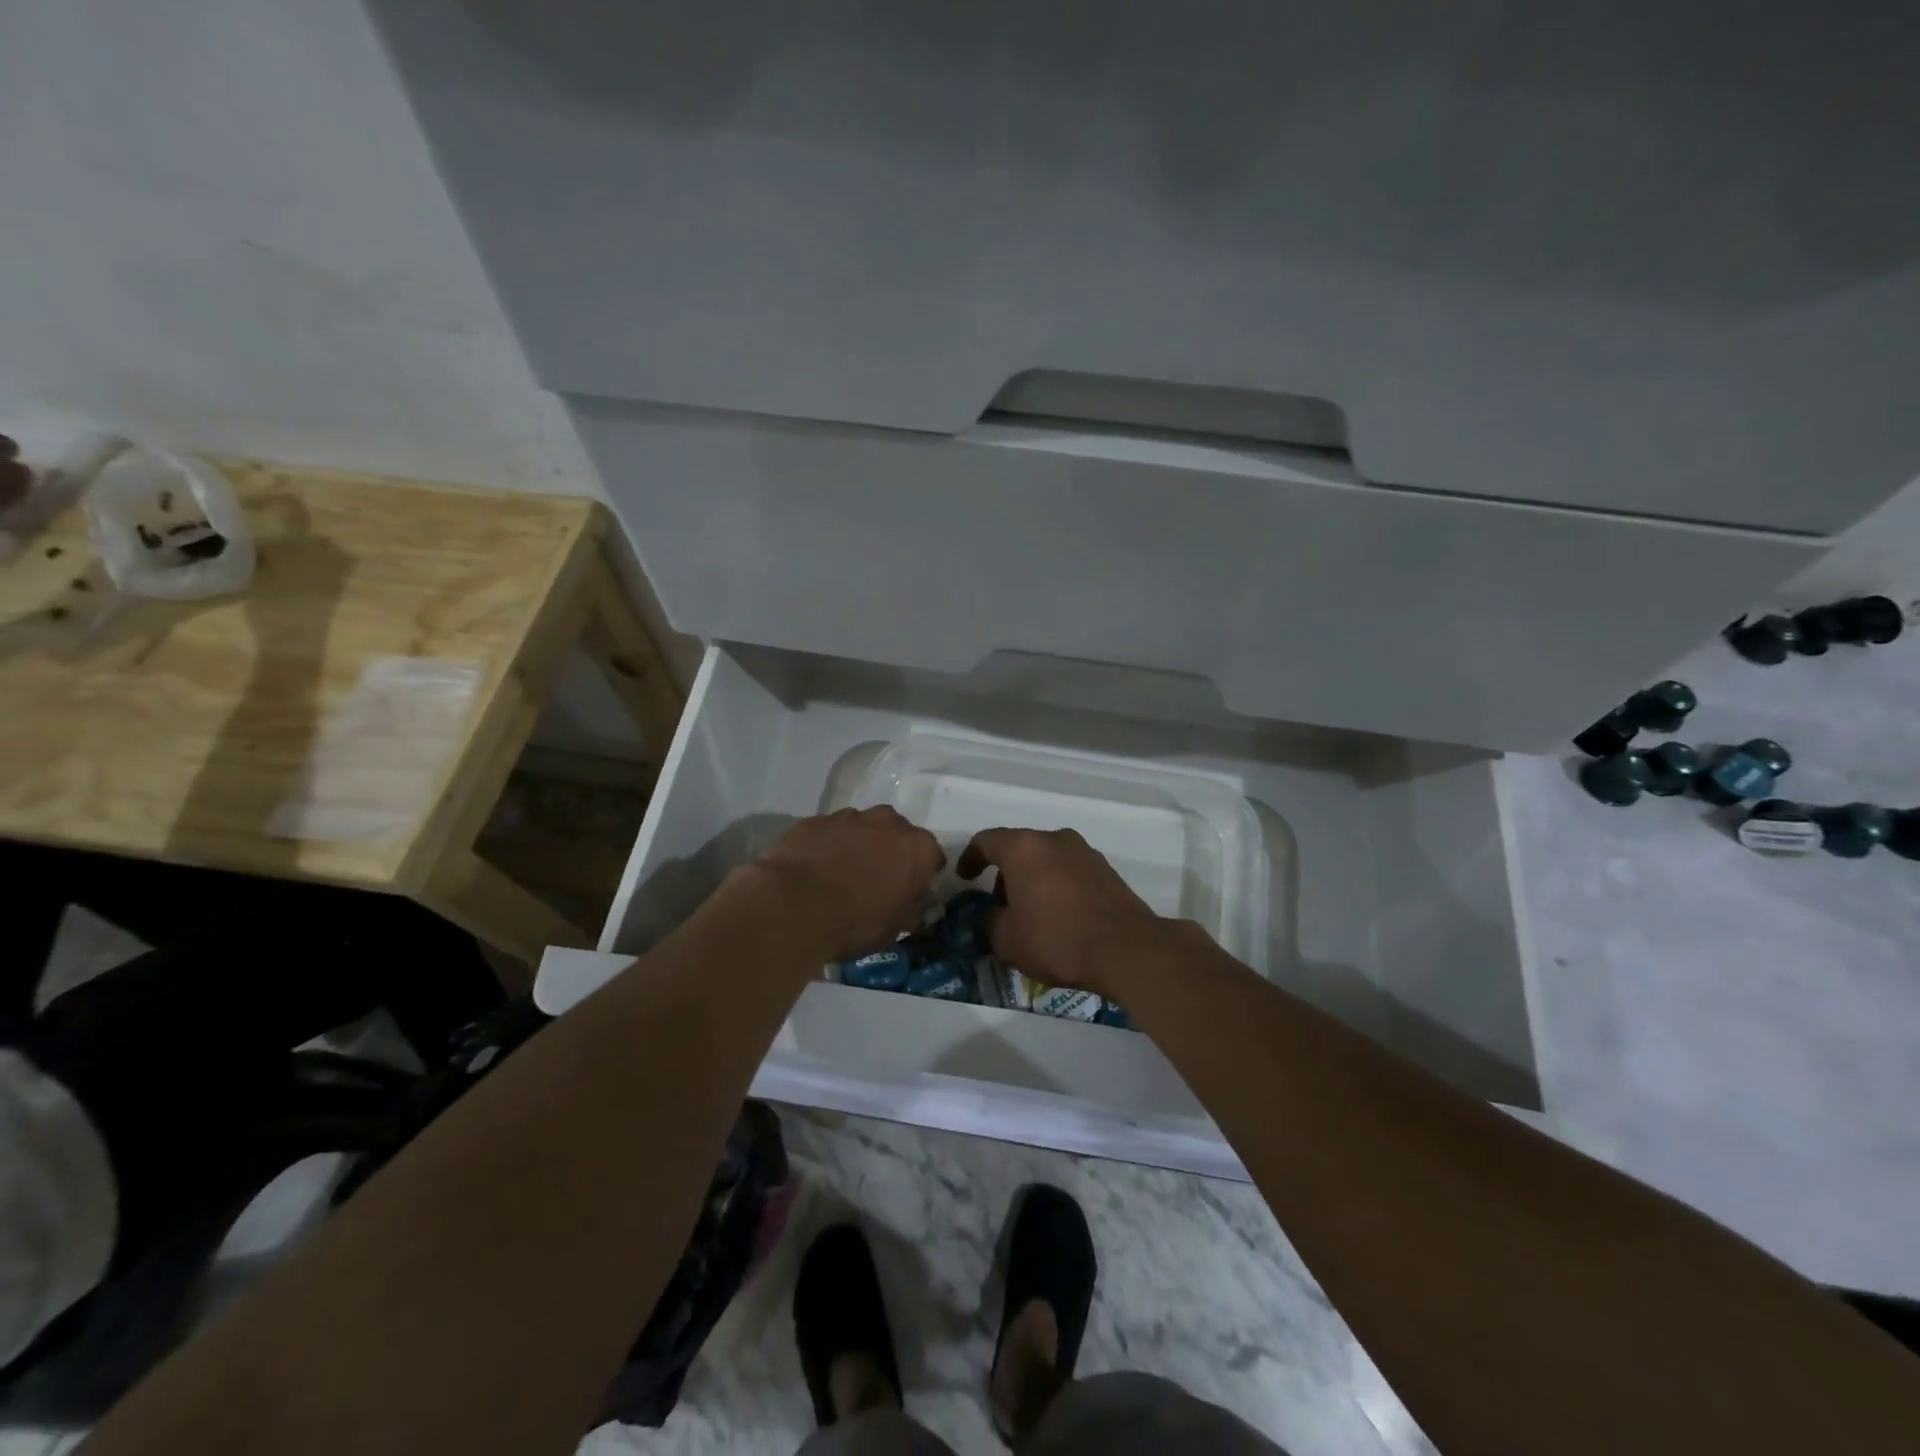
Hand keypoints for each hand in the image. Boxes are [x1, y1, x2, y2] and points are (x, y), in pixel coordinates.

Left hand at [747, 807, 944, 962]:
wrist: (793, 906)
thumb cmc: (855, 922)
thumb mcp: (893, 930)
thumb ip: (908, 911)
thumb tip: (912, 908)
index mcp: (917, 848)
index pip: (932, 857)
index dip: (922, 875)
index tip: (910, 892)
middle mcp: (888, 822)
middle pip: (897, 834)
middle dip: (890, 852)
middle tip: (875, 881)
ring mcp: (849, 816)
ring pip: (862, 828)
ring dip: (858, 845)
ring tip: (840, 875)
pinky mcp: (815, 820)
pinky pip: (829, 831)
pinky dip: (827, 845)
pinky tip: (814, 869)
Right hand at [957, 827, 1188, 1000]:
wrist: (1125, 949)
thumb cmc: (1056, 939)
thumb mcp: (1006, 940)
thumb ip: (988, 921)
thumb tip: (989, 915)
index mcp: (1023, 847)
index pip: (986, 841)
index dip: (970, 858)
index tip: (965, 877)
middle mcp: (1054, 839)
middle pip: (1019, 848)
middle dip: (1005, 873)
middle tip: (1000, 905)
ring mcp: (1084, 851)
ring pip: (1046, 858)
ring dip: (1033, 878)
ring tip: (1032, 914)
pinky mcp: (1106, 869)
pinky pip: (1069, 870)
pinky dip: (1057, 885)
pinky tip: (1060, 916)